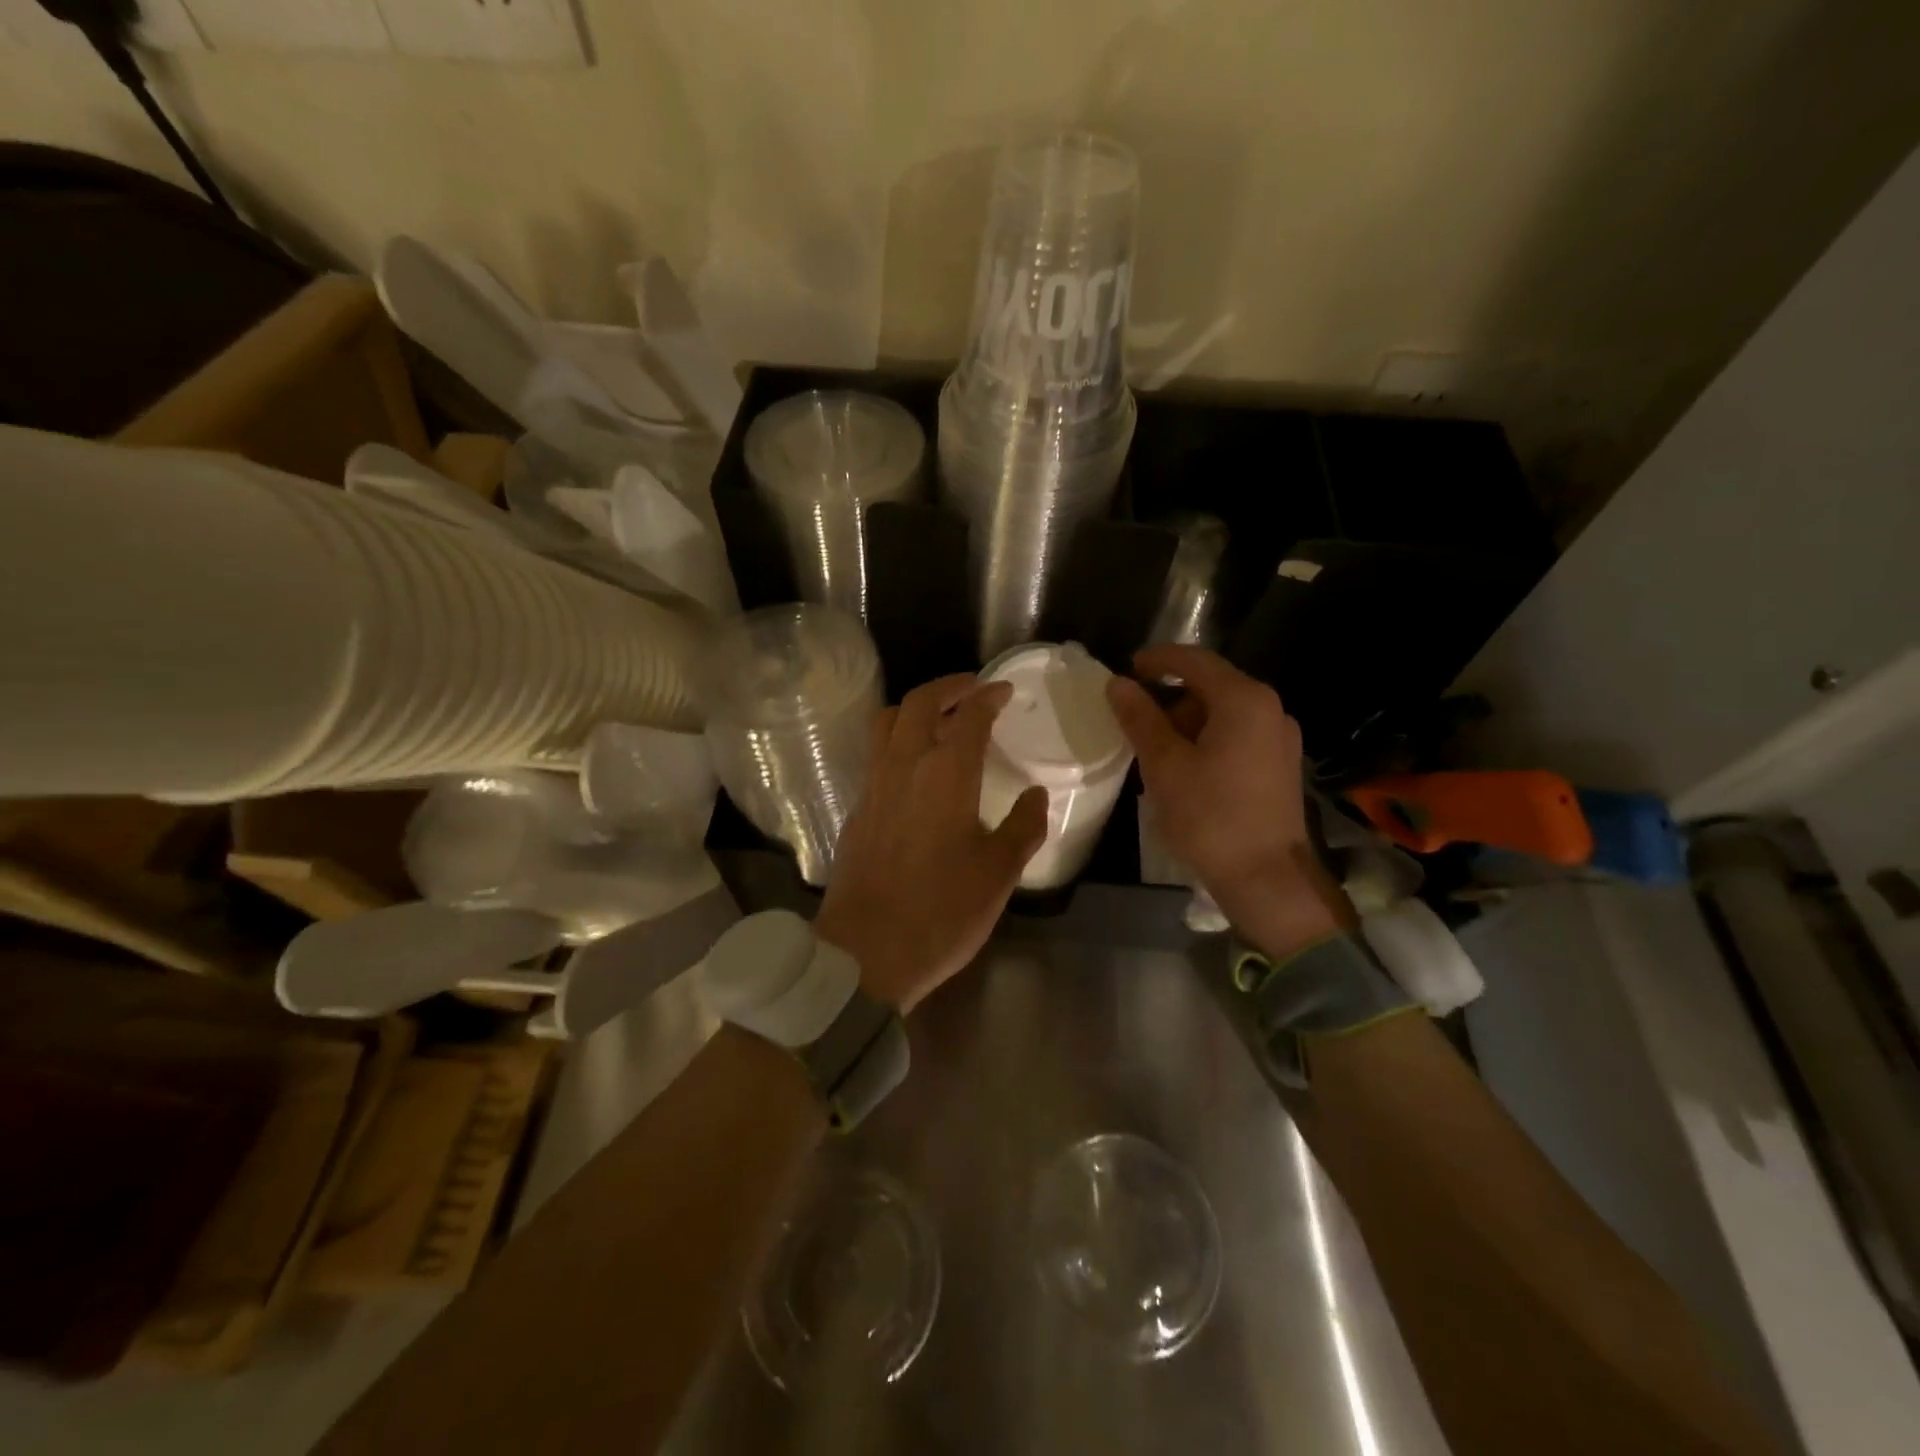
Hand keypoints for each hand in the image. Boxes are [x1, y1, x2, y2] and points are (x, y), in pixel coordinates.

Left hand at [815, 675, 1048, 1013]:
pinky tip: (914, 765)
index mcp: (946, 774)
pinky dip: (897, 739)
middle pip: (919, 703)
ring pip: (887, 722)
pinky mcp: (857, 808)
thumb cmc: (941, 912)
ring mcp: (873, 785)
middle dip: (948, 687)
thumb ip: (1023, 827)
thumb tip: (1037, 795)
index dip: (989, 697)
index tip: (1005, 692)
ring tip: (940, 717)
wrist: (865, 951)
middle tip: (973, 689)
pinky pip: (875, 753)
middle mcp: (904, 766)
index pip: (968, 715)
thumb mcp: (998, 874)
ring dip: (915, 707)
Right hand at [1105, 644, 1349, 958]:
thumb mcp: (1164, 765)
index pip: (1194, 659)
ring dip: (1186, 722)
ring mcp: (1279, 738)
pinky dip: (1206, 740)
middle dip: (1169, 696)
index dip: (1156, 660)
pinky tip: (1185, 769)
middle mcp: (1269, 709)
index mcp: (1244, 700)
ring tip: (1155, 751)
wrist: (1268, 879)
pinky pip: (1237, 735)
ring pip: (1224, 713)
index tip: (1125, 670)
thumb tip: (1117, 684)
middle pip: (1211, 685)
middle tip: (1134, 720)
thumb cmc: (1211, 817)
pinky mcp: (1280, 765)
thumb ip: (1140, 718)